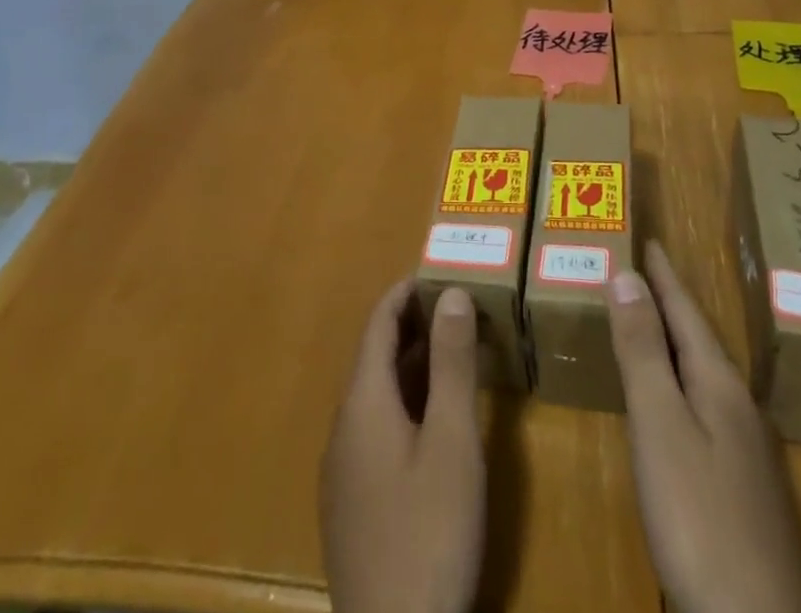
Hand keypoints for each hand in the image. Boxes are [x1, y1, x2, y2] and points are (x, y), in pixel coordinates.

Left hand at [320, 280, 484, 612]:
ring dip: (410, 365)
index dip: (405, 292)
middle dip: (413, 325)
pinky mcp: (351, 503)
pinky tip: (433, 422)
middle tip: (457, 307)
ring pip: (376, 393)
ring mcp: (342, 468)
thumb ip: (451, 363)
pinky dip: (404, 402)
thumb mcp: (451, 441)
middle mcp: (344, 425)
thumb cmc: (428, 530)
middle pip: (375, 356)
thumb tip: (452, 292)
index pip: (378, 322)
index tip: (438, 270)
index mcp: (362, 401)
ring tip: (453, 353)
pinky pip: (375, 427)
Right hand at [608, 243, 800, 612]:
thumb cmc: (700, 517)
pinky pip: (706, 408)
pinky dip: (682, 384)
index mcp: (718, 383)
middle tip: (643, 271)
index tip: (649, 238)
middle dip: (671, 303)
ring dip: (677, 343)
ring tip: (653, 324)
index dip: (663, 275)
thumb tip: (626, 274)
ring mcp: (747, 451)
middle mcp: (739, 406)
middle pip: (699, 339)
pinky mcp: (743, 490)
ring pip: (705, 376)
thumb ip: (642, 351)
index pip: (685, 311)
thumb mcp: (660, 425)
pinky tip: (676, 405)